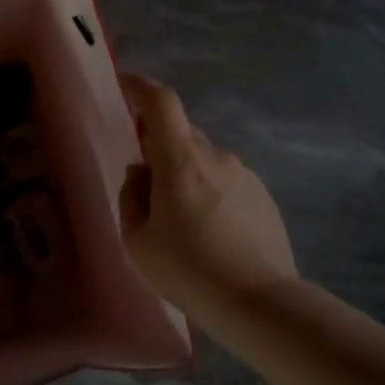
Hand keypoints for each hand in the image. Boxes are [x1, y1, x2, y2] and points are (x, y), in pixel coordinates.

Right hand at [118, 73, 295, 316]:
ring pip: (203, 158)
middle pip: (181, 133)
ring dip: (184, 172)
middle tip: (144, 181)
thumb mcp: (137, 240)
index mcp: (181, 161)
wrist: (258, 301)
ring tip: (177, 218)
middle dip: (157, 143)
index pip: (161, 103)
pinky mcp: (262, 195)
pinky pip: (225, 179)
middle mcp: (216, 156)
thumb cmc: (187, 270)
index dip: (139, 86)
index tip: (123, 83)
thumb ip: (132, 196)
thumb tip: (141, 174)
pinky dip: (208, 191)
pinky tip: (207, 231)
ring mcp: (244, 174)